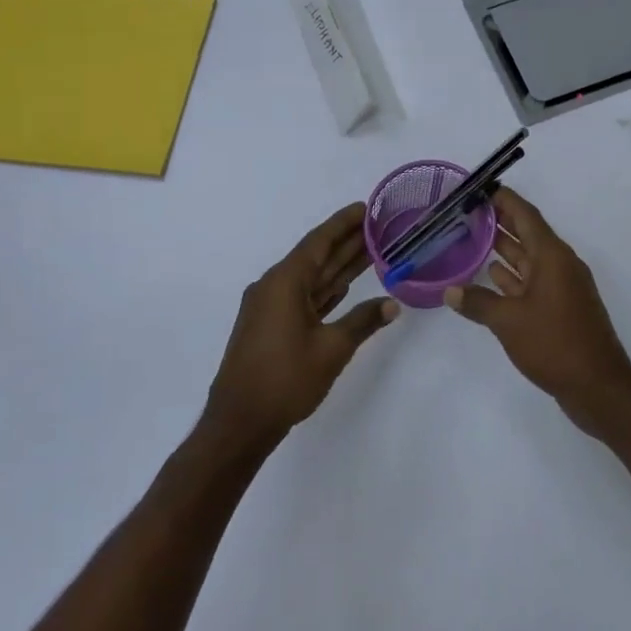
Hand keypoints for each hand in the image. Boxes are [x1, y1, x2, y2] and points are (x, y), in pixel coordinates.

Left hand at [202, 203, 399, 453]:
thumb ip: (363, 321)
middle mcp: (274, 287)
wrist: (239, 423)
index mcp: (284, 282)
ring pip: (312, 278)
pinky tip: (346, 285)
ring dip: (339, 266)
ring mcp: (270, 307)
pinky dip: (326, 289)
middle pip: (316, 257)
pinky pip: (304, 297)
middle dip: (347, 242)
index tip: (366, 208)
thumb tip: (392, 305)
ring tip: (373, 251)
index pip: (319, 242)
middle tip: (380, 227)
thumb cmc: (285, 380)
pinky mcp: (271, 326)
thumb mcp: (332, 349)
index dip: (344, 223)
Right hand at [444, 188, 630, 435]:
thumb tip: (450, 290)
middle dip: (499, 221)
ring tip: (470, 239)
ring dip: (503, 249)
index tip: (479, 188)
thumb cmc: (555, 344)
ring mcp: (562, 288)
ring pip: (528, 260)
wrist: (598, 387)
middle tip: (466, 212)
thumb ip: (478, 302)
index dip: (504, 199)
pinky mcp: (560, 309)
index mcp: (553, 256)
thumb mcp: (509, 321)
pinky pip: (531, 282)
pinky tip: (490, 278)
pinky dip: (511, 278)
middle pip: (527, 233)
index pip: (526, 215)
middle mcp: (559, 265)